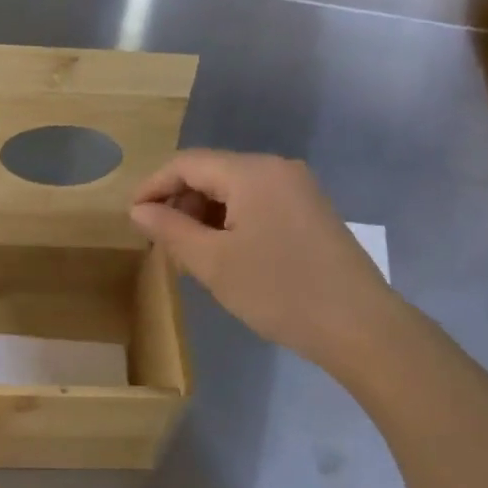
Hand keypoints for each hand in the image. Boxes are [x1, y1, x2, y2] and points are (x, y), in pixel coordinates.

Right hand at [130, 149, 398, 374]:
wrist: (357, 324)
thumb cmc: (277, 291)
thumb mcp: (212, 263)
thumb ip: (169, 230)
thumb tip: (138, 210)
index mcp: (252, 172)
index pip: (187, 163)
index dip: (152, 187)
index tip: (131, 220)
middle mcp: (277, 169)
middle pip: (212, 172)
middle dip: (179, 202)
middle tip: (160, 244)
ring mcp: (299, 189)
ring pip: (234, 190)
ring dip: (203, 215)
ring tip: (188, 254)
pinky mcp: (310, 212)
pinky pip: (257, 204)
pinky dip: (230, 222)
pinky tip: (224, 255)